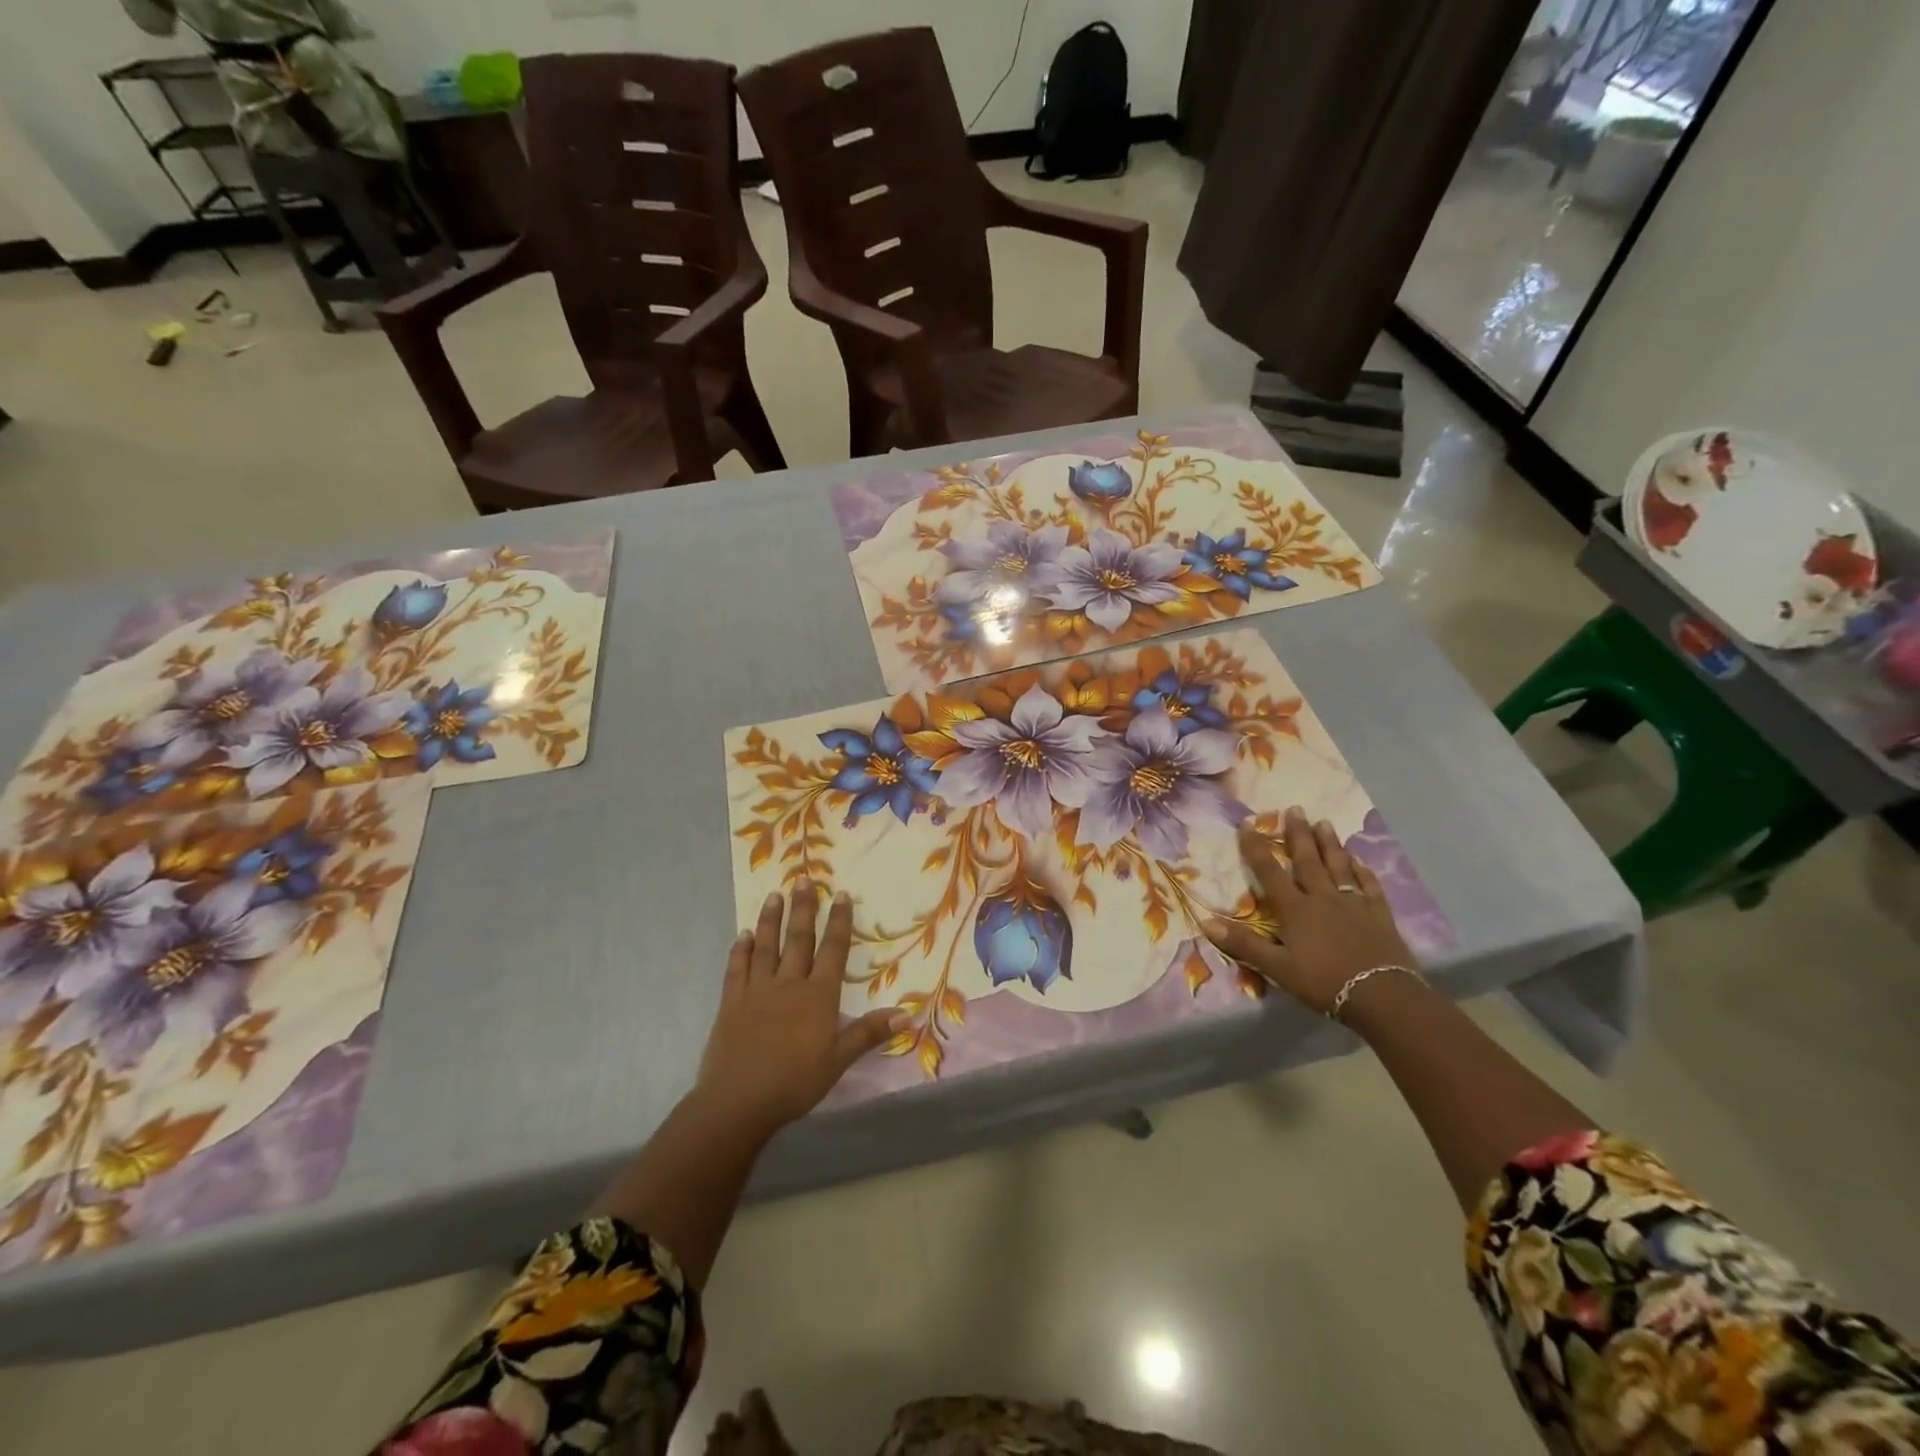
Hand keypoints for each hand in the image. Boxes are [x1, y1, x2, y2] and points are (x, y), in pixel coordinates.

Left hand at [695, 883, 904, 1139]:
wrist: (738, 1102)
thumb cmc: (795, 1082)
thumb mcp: (838, 1060)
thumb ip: (869, 1033)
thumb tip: (907, 1014)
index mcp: (817, 996)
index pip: (832, 950)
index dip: (838, 921)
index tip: (840, 894)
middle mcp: (788, 984)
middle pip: (798, 939)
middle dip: (803, 909)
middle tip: (803, 880)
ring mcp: (757, 991)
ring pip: (766, 947)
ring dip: (771, 920)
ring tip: (774, 896)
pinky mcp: (732, 1003)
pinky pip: (737, 969)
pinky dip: (741, 950)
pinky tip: (743, 935)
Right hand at [1203, 807, 1415, 1015]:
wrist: (1382, 995)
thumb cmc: (1324, 982)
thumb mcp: (1277, 968)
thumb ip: (1244, 944)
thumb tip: (1206, 921)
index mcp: (1296, 909)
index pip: (1270, 872)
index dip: (1256, 848)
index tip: (1246, 824)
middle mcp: (1323, 898)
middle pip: (1308, 860)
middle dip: (1298, 834)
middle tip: (1295, 808)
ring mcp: (1353, 904)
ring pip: (1339, 867)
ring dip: (1330, 844)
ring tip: (1324, 822)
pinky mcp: (1378, 916)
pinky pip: (1369, 887)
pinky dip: (1363, 872)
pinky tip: (1360, 861)